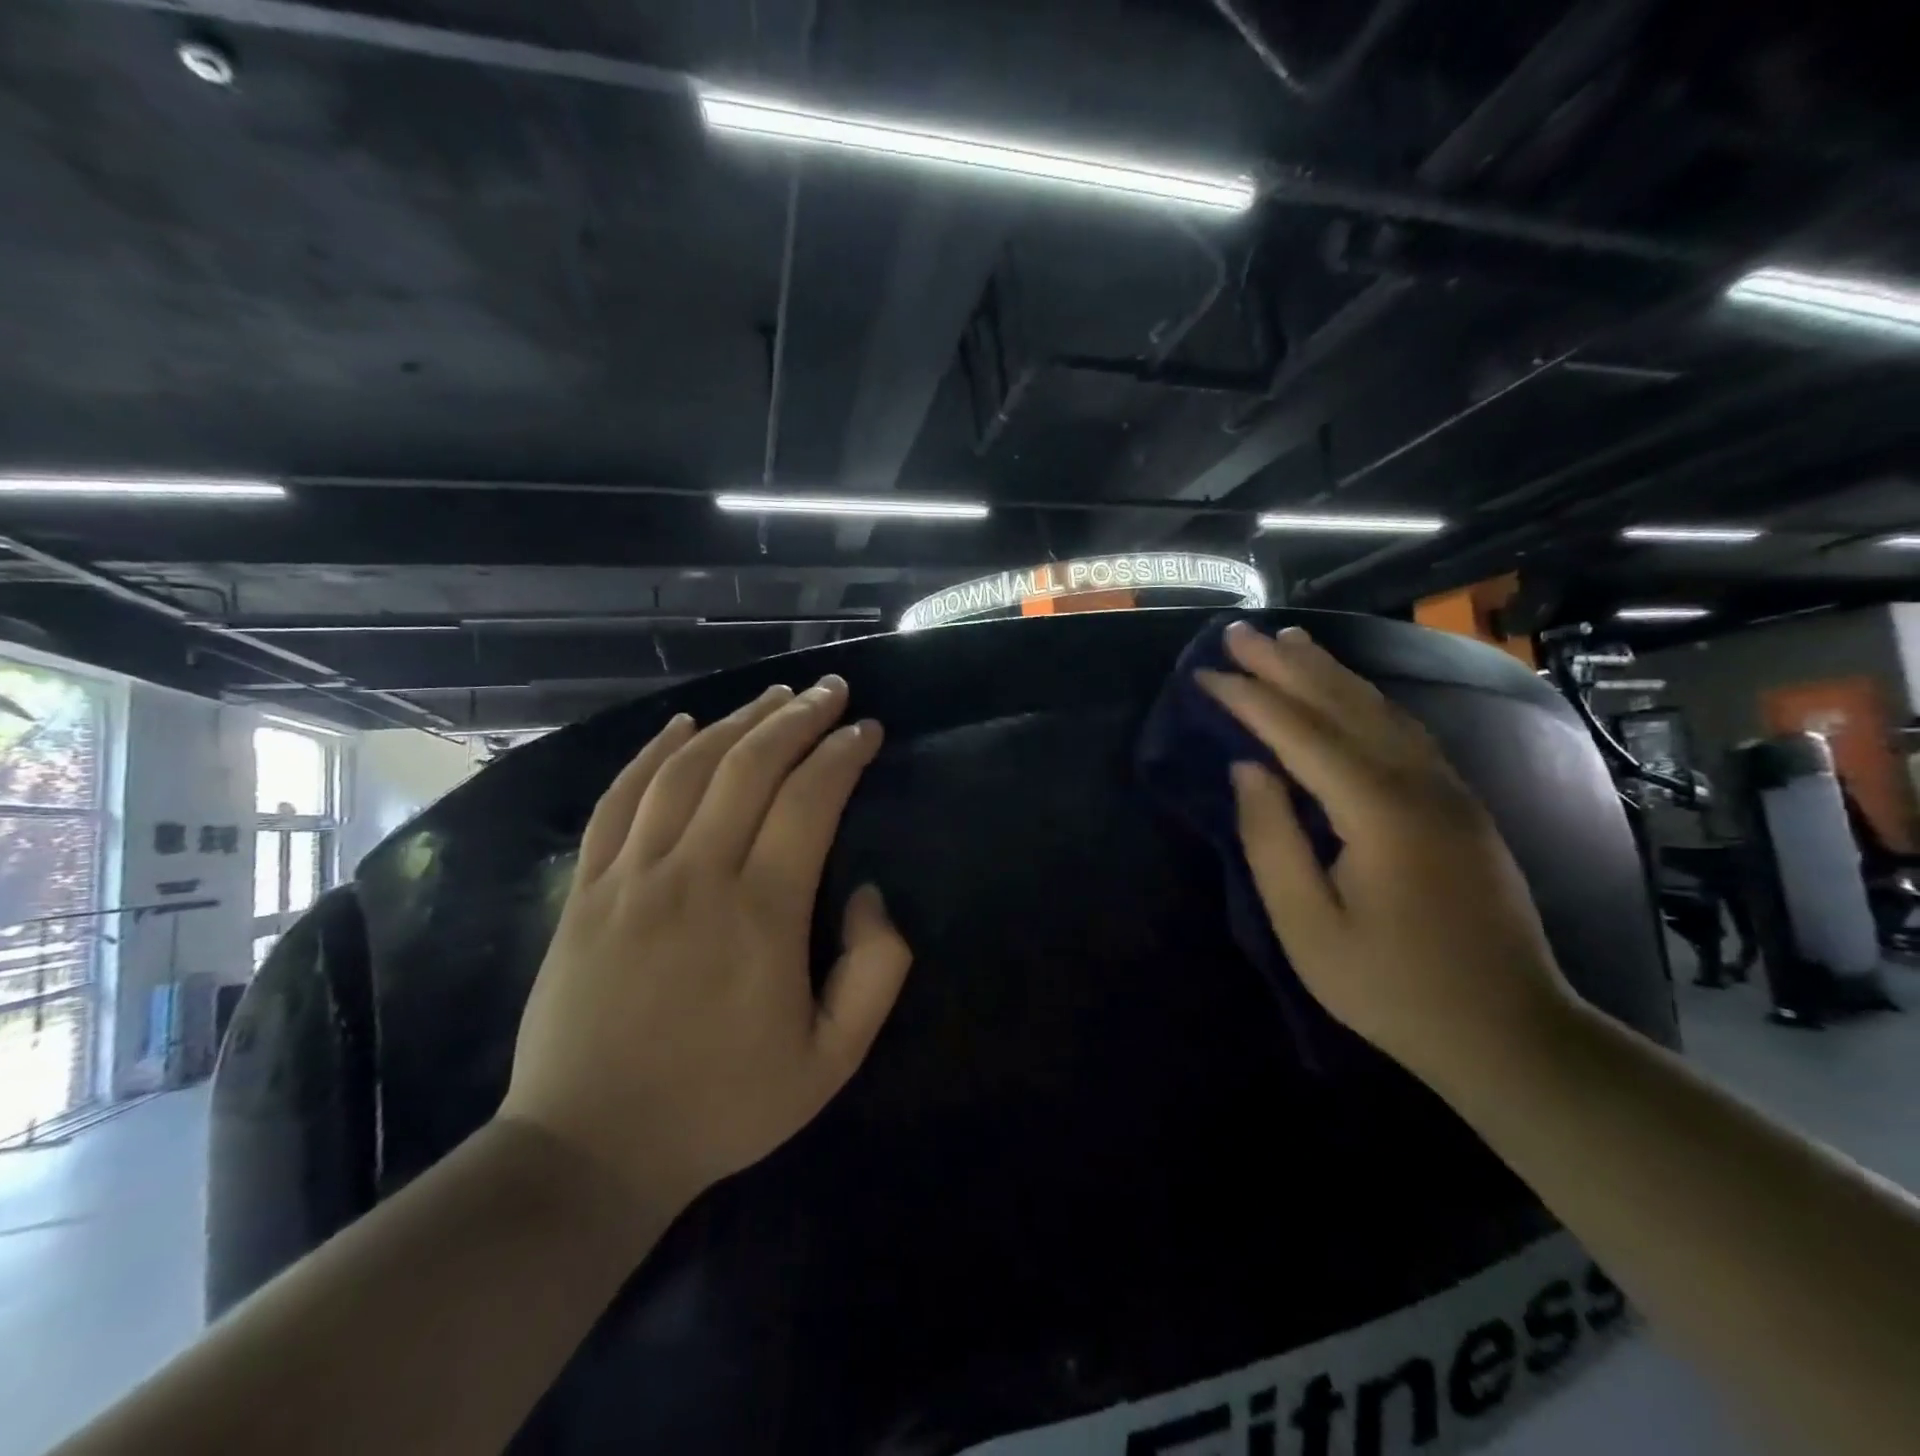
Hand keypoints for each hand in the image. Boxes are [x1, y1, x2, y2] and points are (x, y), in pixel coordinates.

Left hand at [498, 676, 911, 1215]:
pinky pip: (621, 798)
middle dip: (799, 717)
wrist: (590, 1148)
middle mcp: (695, 875)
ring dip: (738, 721)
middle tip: (831, 691)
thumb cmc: (723, 1106)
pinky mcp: (586, 888)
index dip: (843, 754)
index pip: (811, 800)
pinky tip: (682, 723)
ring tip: (775, 695)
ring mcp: (631, 876)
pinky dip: (652, 751)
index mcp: (761, 914)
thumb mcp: (832, 1060)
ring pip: (688, 768)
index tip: (867, 731)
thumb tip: (870, 894)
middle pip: (751, 766)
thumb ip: (876, 972)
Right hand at [1198, 622, 1573, 1084]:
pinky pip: (1403, 730)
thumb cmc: (1392, 987)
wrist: (1510, 1032)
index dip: (1249, 699)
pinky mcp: (1460, 804)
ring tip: (1288, 640)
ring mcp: (1449, 789)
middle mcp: (1420, 783)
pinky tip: (1346, 690)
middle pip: (1343, 705)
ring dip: (1328, 671)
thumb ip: (1272, 840)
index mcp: (1379, 811)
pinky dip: (1364, 698)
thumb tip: (1247, 769)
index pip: (1300, 734)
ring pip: (1380, 709)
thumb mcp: (1307, 927)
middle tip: (1238, 632)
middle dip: (1285, 665)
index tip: (1206, 674)